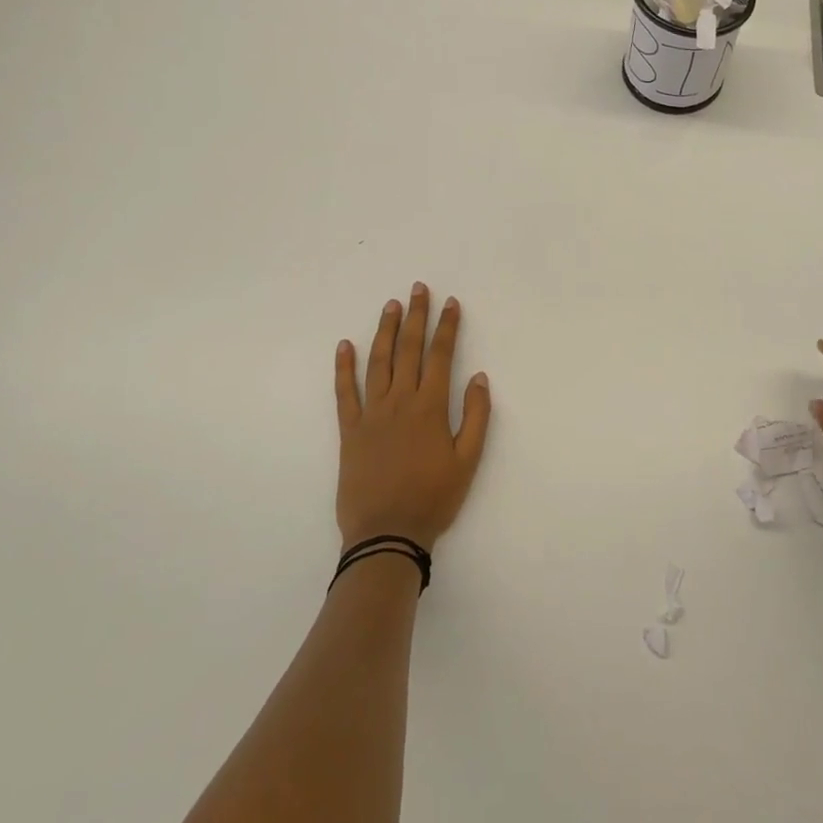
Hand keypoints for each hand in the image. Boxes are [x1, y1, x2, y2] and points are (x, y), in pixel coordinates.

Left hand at [334, 284, 491, 551]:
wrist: (387, 533)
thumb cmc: (433, 498)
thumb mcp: (468, 461)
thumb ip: (476, 416)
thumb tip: (479, 377)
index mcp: (430, 408)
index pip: (441, 356)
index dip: (447, 327)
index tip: (451, 303)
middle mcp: (400, 402)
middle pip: (408, 350)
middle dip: (415, 317)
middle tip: (418, 289)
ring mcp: (371, 414)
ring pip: (378, 362)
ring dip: (384, 331)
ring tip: (390, 306)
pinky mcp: (349, 430)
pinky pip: (344, 393)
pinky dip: (343, 368)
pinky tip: (344, 345)